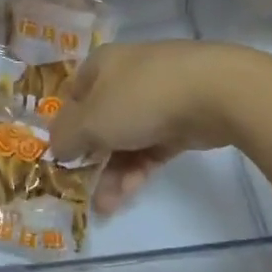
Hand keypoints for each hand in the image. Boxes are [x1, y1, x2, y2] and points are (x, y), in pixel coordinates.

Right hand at [50, 41, 253, 213]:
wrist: (214, 93)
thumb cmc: (140, 98)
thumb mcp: (91, 121)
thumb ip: (66, 137)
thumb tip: (57, 147)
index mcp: (102, 65)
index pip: (73, 94)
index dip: (63, 125)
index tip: (59, 156)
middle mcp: (127, 77)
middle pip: (100, 121)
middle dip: (90, 158)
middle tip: (82, 190)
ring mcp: (157, 99)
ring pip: (127, 138)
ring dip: (113, 172)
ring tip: (105, 206)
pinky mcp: (182, 121)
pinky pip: (151, 148)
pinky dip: (138, 169)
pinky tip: (127, 195)